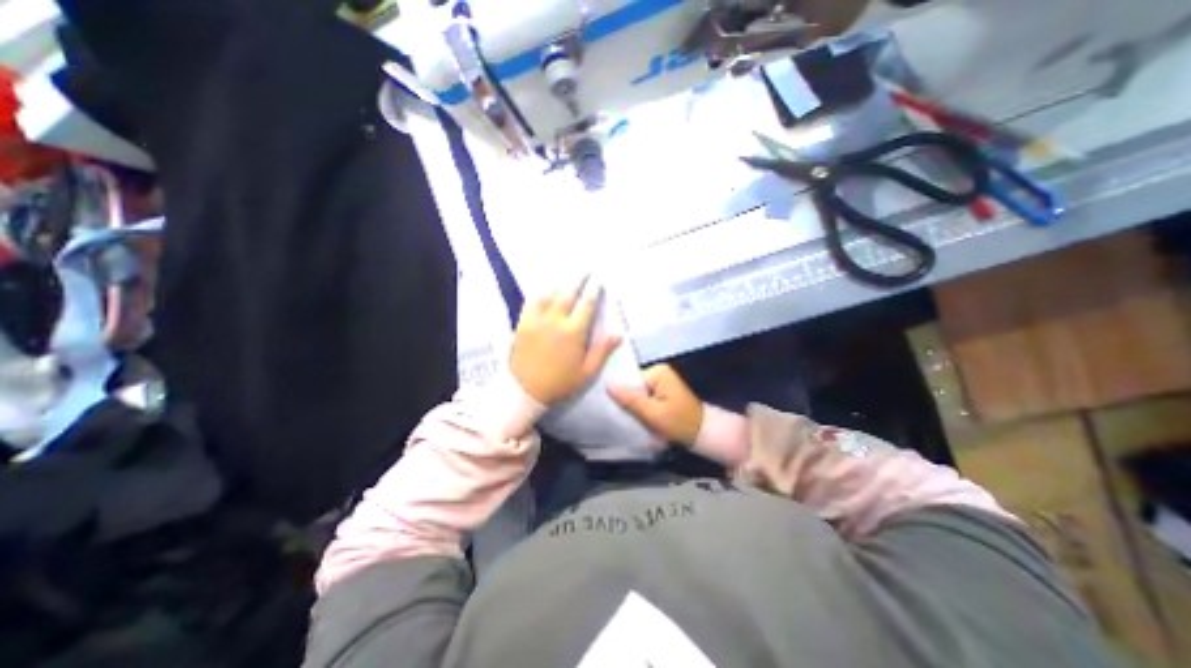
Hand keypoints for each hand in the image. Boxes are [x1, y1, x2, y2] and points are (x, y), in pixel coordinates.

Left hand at [512, 276, 623, 403]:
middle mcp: (555, 321)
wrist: (524, 391)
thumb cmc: (559, 383)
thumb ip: (602, 351)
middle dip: (578, 279)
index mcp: (573, 333)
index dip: (593, 290)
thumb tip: (618, 333)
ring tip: (566, 275)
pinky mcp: (523, 323)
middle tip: (584, 269)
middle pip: (568, 293)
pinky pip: (531, 302)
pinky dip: (540, 293)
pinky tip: (544, 289)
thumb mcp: (586, 372)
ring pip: (549, 294)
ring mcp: (537, 320)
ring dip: (559, 283)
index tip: (598, 280)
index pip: (586, 305)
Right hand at [609, 363, 699, 446]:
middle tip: (627, 418)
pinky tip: (641, 419)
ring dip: (637, 408)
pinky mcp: (663, 392)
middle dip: (630, 403)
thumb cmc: (679, 423)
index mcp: (658, 372)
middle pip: (633, 387)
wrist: (703, 434)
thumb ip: (630, 399)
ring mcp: (661, 382)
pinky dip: (643, 410)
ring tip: (634, 421)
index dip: (622, 395)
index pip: (629, 380)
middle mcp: (659, 372)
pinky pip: (646, 398)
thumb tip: (608, 385)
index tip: (616, 410)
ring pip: (638, 394)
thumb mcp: (652, 414)